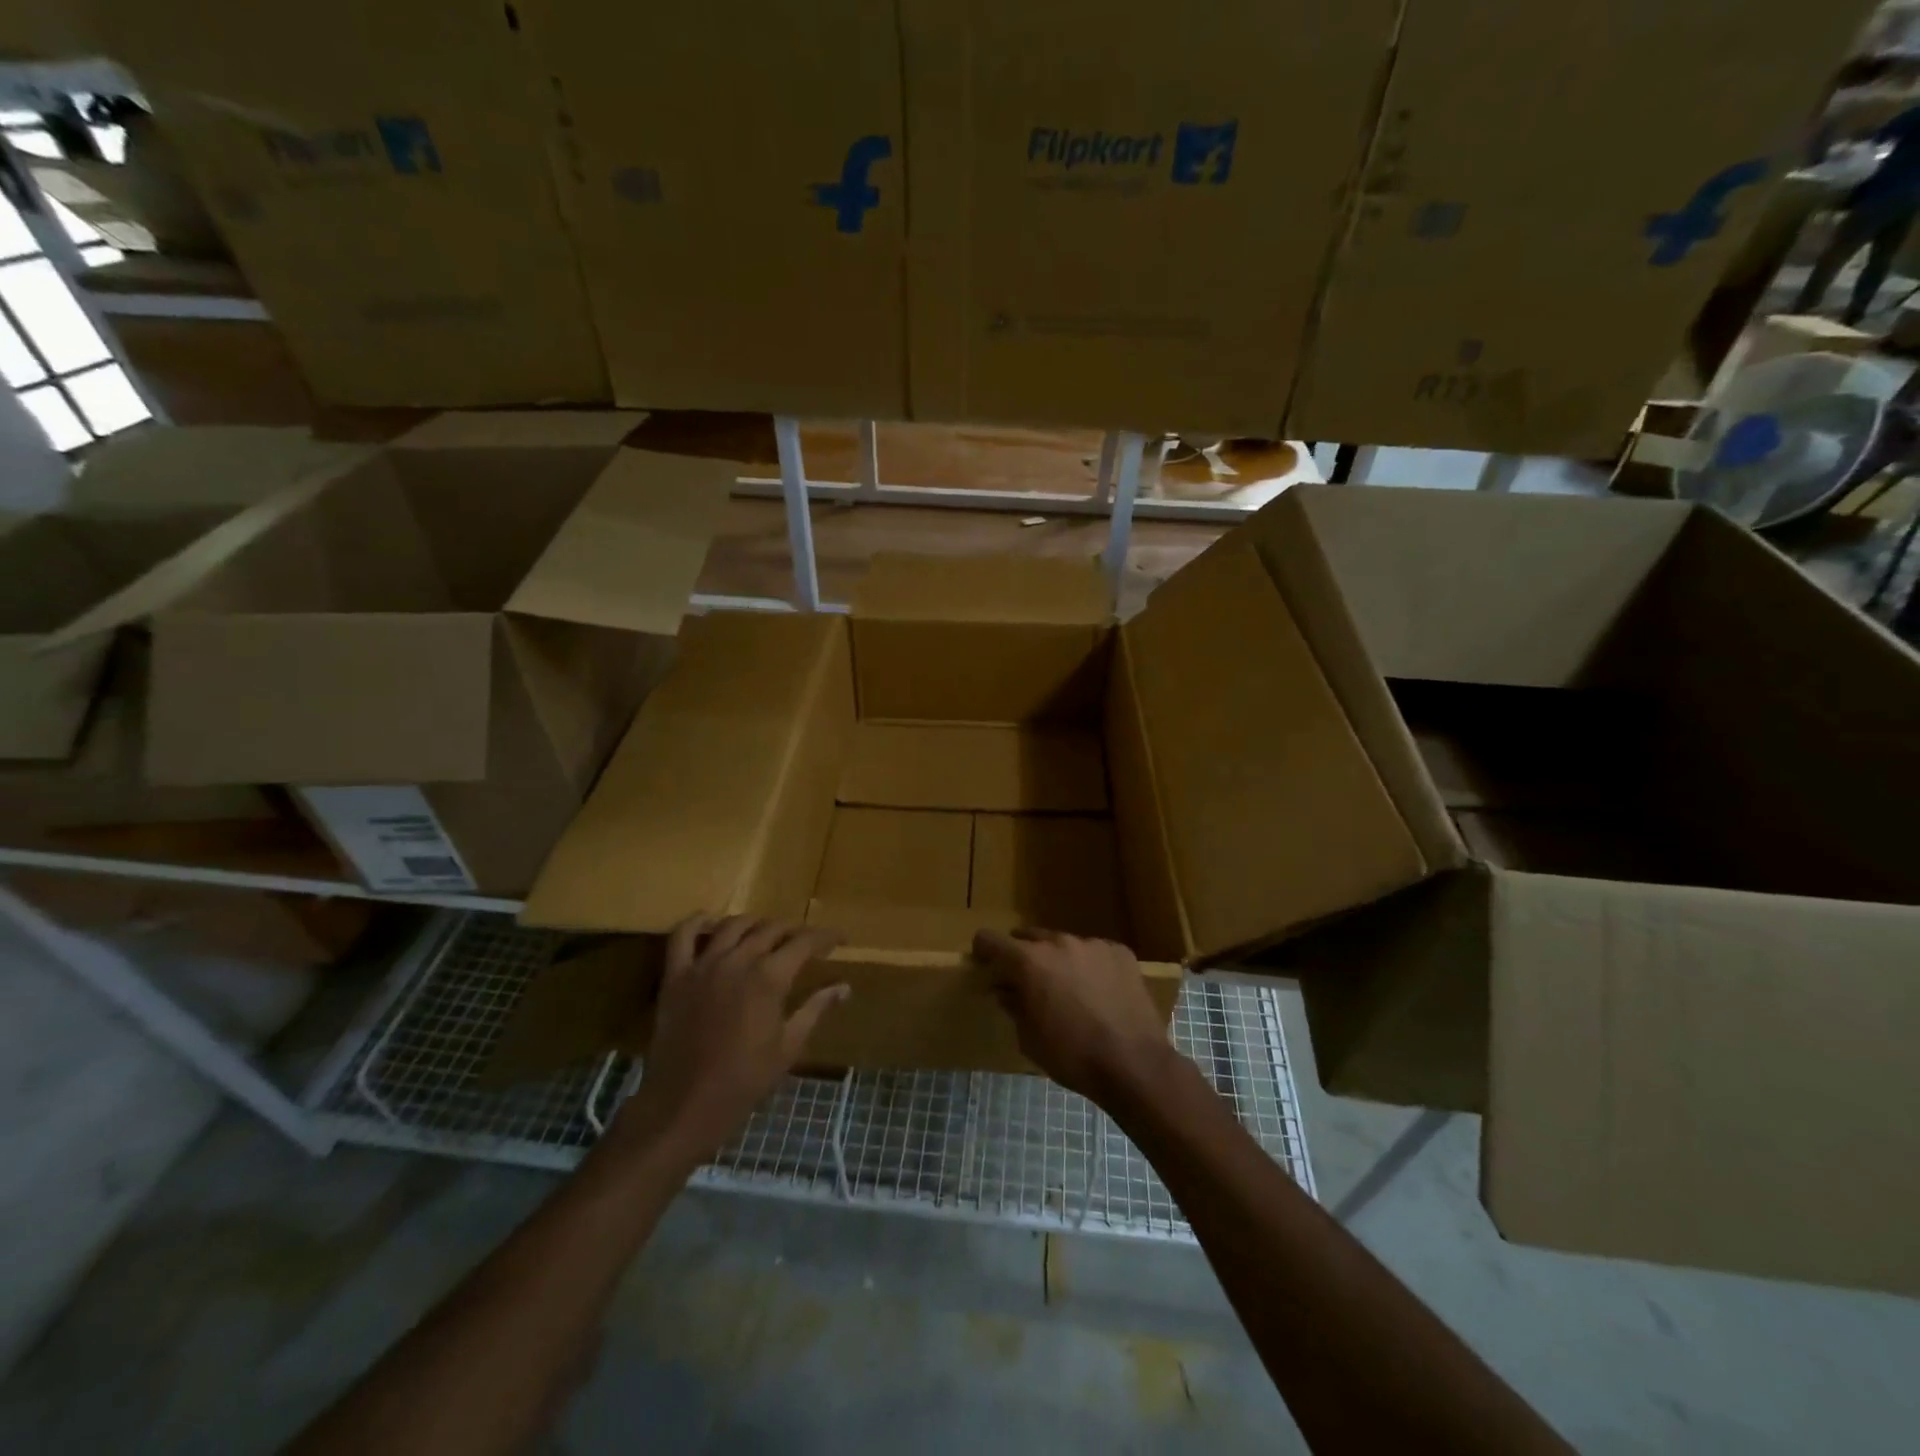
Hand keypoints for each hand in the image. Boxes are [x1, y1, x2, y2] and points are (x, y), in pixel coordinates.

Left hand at [616, 915, 846, 1167]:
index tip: (838, 940)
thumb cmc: (745, 1080)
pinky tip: (711, 923)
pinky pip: (682, 936)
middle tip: (804, 943)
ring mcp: (703, 965)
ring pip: (733, 925)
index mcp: (770, 977)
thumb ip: (816, 1009)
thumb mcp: (789, 1046)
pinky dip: (697, 922)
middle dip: (793, 931)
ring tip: (765, 934)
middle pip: (771, 929)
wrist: (685, 1105)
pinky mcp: (676, 976)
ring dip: (755, 924)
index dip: (825, 937)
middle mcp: (738, 960)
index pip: (804, 941)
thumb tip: (844, 987)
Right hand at [975, 928, 1178, 1106]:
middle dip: (1022, 956)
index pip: (991, 940)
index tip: (984, 964)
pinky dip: (1089, 967)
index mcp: (1029, 961)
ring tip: (1069, 991)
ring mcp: (1092, 944)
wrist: (1133, 1064)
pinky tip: (1099, 993)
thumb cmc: (1072, 1055)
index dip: (983, 950)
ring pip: (1064, 945)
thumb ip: (1013, 1005)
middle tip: (1027, 983)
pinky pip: (1094, 953)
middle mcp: (1059, 942)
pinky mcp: (1120, 952)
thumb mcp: (1029, 1038)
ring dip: (1058, 961)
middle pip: (1029, 937)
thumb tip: (1004, 990)